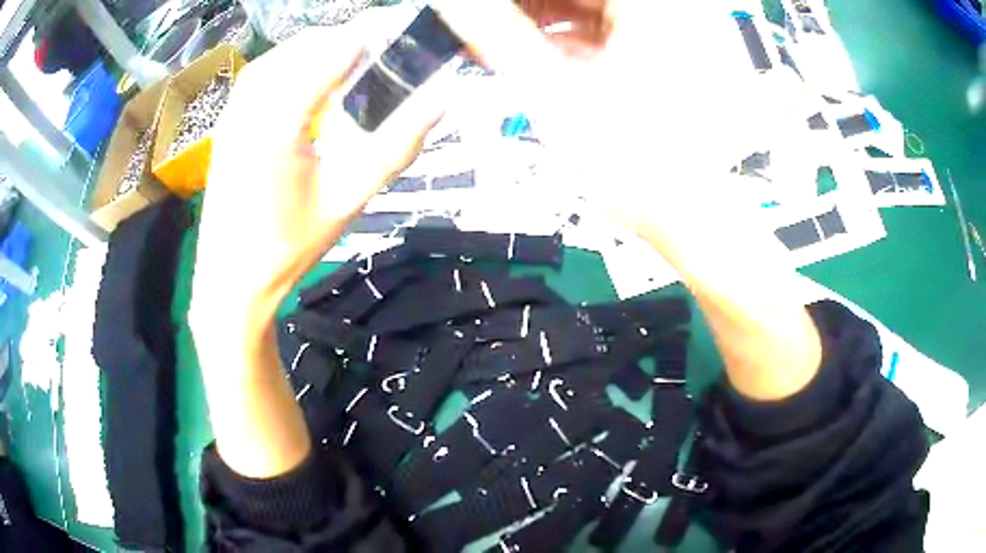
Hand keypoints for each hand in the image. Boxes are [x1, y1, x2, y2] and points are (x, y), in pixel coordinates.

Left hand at [192, 25, 444, 332]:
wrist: (231, 278)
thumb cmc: (289, 245)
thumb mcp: (350, 197)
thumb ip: (397, 143)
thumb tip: (440, 99)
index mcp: (282, 119)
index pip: (337, 49)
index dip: (377, 33)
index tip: (407, 34)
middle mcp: (252, 101)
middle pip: (311, 44)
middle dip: (351, 40)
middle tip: (386, 53)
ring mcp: (234, 108)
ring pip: (286, 53)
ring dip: (322, 50)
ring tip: (354, 64)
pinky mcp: (227, 118)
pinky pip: (266, 71)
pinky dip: (295, 64)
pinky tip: (312, 84)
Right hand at [439, 1, 820, 400]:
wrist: (686, 218)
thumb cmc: (635, 165)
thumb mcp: (551, 92)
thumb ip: (497, 36)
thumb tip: (457, 6)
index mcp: (650, 9)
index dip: (514, 4)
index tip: (480, 15)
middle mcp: (666, 14)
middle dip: (525, 11)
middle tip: (484, 27)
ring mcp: (668, 34)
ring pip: (589, 10)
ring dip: (541, 24)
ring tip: (501, 46)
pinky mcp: (663, 57)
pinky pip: (605, 32)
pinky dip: (567, 40)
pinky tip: (536, 57)